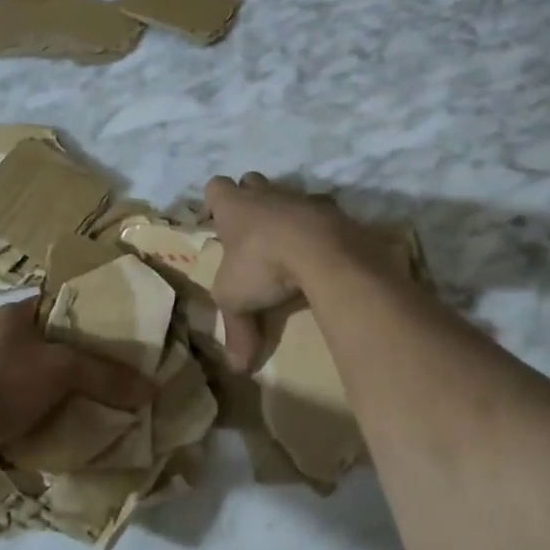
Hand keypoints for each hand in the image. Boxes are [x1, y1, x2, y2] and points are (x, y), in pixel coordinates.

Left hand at [0, 300, 153, 462]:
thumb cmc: (4, 381)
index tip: (117, 331)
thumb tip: (152, 389)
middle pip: (49, 339)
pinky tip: (62, 418)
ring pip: (35, 370)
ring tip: (93, 395)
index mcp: (12, 313)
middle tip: (111, 367)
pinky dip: (42, 405)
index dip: (88, 313)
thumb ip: (107, 375)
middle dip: (78, 354)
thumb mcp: (63, 370)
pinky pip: (21, 397)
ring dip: (59, 383)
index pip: (57, 303)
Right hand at [203, 173, 371, 372]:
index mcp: (234, 207)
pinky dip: (319, 228)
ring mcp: (302, 198)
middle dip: (250, 198)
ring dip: (286, 212)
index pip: (215, 187)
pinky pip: (322, 213)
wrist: (322, 251)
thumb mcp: (237, 301)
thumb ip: (236, 331)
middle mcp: (266, 194)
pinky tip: (321, 252)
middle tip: (251, 231)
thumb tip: (239, 369)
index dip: (216, 201)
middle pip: (252, 181)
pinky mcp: (334, 211)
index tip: (219, 222)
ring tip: (288, 243)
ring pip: (288, 194)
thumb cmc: (264, 265)